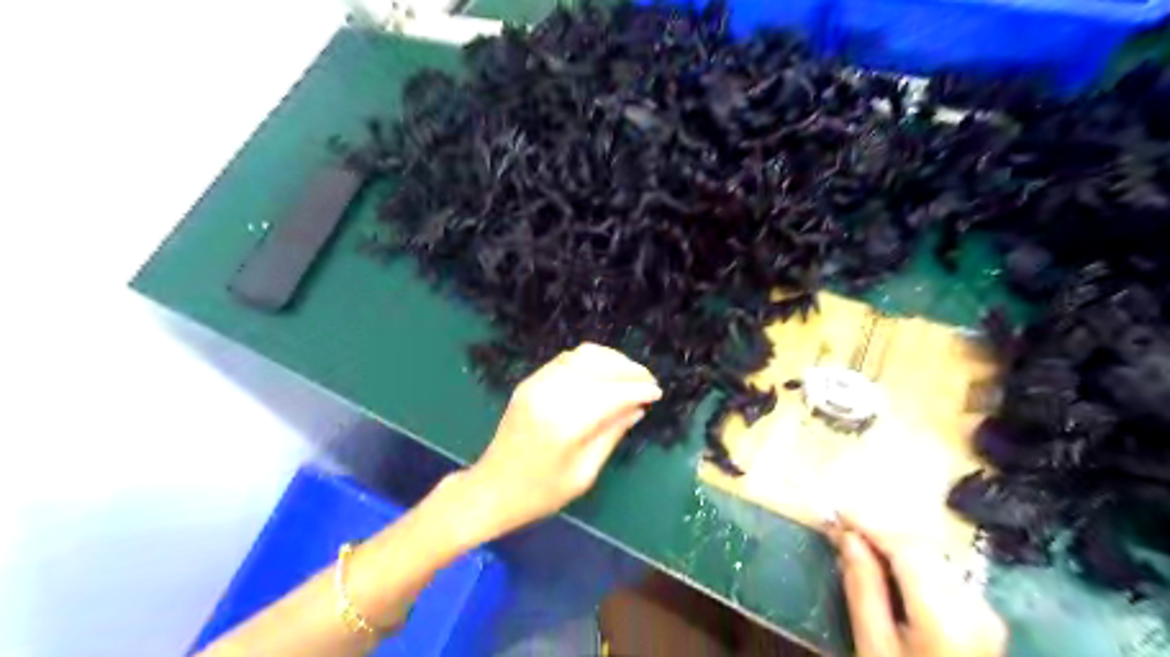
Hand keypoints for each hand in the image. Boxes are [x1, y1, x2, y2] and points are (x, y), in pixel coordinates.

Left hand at [456, 342, 657, 541]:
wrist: (492, 488)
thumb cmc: (541, 493)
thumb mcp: (584, 474)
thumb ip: (611, 435)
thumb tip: (637, 408)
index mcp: (565, 424)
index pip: (612, 393)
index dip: (638, 389)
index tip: (657, 393)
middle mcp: (550, 395)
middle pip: (599, 367)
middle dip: (629, 370)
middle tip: (648, 381)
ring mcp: (536, 384)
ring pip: (583, 357)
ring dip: (611, 360)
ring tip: (630, 374)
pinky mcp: (529, 382)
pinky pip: (566, 359)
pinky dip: (590, 360)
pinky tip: (604, 371)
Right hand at [825, 514, 1009, 655]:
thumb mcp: (873, 647)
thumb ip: (862, 587)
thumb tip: (847, 537)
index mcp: (944, 615)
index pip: (905, 549)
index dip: (869, 525)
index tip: (836, 512)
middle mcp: (973, 606)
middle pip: (923, 548)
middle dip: (881, 532)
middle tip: (842, 527)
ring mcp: (985, 613)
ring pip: (934, 557)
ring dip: (896, 545)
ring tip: (859, 543)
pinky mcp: (985, 619)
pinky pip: (944, 573)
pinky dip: (914, 562)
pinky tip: (890, 566)